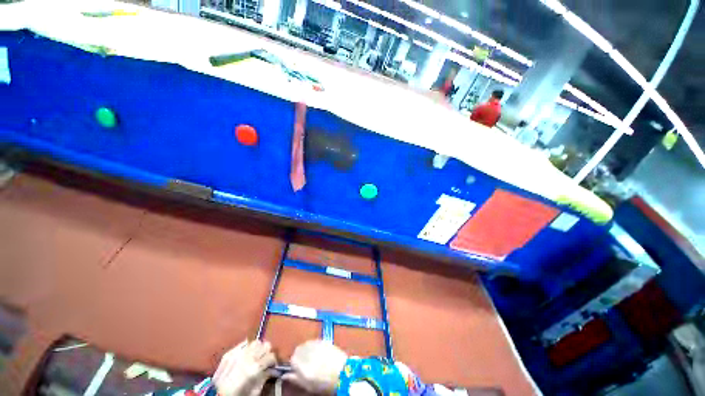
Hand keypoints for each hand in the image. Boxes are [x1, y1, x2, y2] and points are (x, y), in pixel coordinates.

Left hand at [213, 340, 276, 395]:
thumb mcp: (255, 391)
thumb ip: (264, 378)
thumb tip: (270, 369)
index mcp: (255, 368)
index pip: (271, 356)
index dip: (273, 361)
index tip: (271, 366)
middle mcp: (248, 357)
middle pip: (266, 345)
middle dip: (266, 352)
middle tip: (264, 360)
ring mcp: (238, 353)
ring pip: (256, 342)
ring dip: (258, 348)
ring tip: (255, 356)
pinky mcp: (230, 352)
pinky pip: (244, 343)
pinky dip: (247, 348)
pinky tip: (245, 355)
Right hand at [286, 340, 348, 394]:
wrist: (344, 373)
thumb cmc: (324, 383)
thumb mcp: (308, 386)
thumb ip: (295, 379)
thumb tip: (284, 375)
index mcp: (301, 364)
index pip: (292, 359)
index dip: (294, 364)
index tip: (298, 369)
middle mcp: (308, 351)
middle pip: (298, 349)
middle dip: (300, 355)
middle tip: (306, 363)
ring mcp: (317, 344)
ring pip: (306, 344)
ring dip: (307, 349)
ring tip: (313, 358)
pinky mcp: (324, 340)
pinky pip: (315, 341)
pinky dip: (314, 346)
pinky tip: (320, 353)